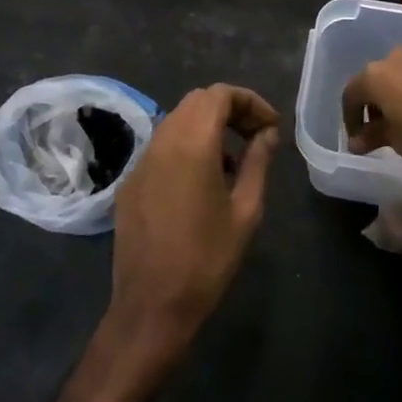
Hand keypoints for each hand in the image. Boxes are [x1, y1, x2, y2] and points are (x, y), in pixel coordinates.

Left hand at [106, 84, 278, 361]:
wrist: (151, 307)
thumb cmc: (207, 260)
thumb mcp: (245, 211)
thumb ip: (258, 162)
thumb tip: (268, 133)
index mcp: (192, 144)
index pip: (219, 94)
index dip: (250, 101)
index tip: (271, 125)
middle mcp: (162, 141)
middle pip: (197, 101)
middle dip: (230, 109)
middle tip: (256, 136)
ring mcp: (141, 161)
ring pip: (177, 120)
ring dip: (208, 126)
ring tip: (234, 161)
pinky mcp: (130, 181)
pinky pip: (162, 146)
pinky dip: (186, 146)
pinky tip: (203, 181)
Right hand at [343, 47, 401, 172]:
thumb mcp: (397, 141)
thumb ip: (372, 137)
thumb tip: (355, 142)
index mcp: (376, 74)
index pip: (351, 93)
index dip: (350, 117)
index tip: (357, 137)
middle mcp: (397, 57)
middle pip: (377, 78)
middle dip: (376, 102)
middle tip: (383, 127)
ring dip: (401, 92)